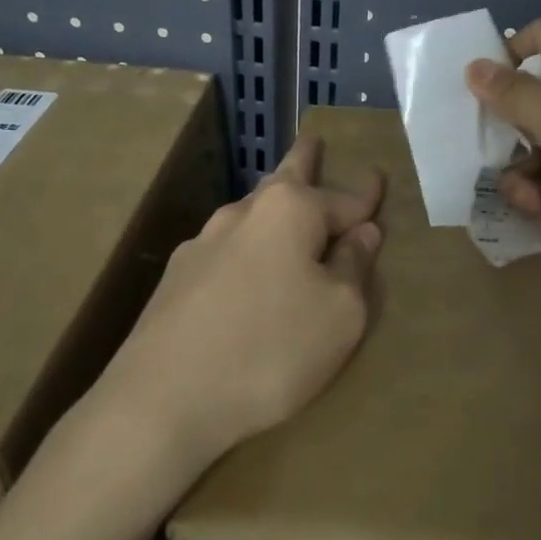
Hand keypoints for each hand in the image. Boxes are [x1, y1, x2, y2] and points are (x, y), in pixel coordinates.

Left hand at [95, 135, 384, 479]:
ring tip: (285, 197)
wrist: (162, 399)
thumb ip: (354, 267)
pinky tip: (246, 264)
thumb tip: (362, 232)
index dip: (366, 194)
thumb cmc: (270, 350)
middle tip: (314, 140)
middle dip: (304, 160)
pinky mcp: (177, 278)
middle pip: (284, 179)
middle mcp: (244, 214)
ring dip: (274, 203)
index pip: (342, 198)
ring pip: (252, 213)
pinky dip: (249, 247)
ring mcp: (203, 243)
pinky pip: (228, 249)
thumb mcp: (339, 315)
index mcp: (290, 211)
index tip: (378, 175)